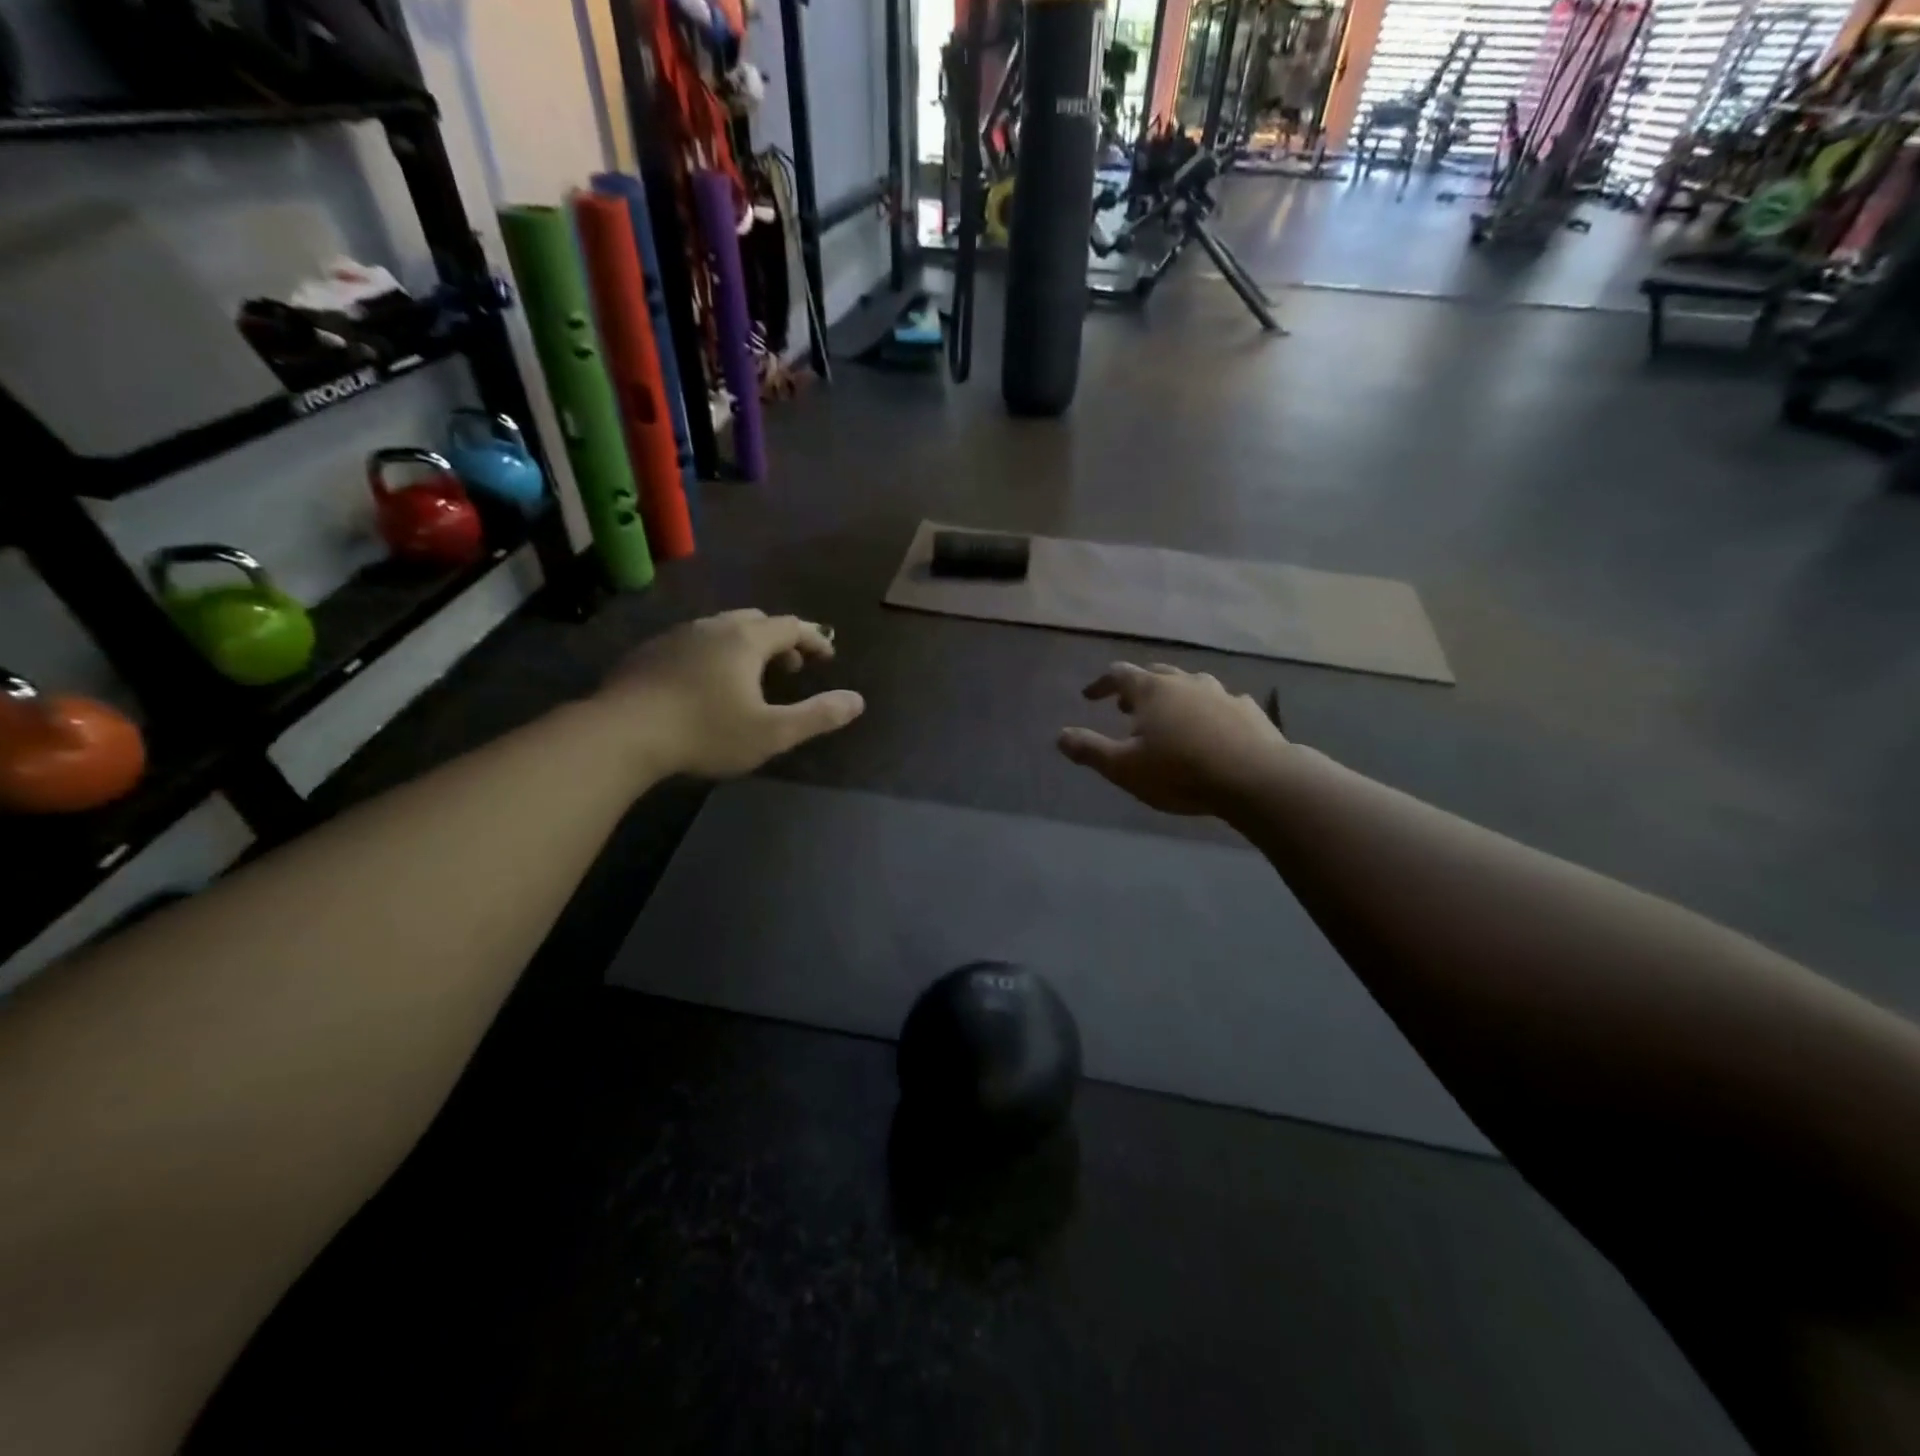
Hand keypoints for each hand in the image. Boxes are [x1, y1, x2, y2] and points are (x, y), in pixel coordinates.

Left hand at [602, 610, 864, 778]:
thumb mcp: (772, 732)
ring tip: (750, 676)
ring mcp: (677, 636)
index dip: (814, 639)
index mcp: (746, 639)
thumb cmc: (706, 732)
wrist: (622, 733)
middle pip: (756, 620)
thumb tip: (858, 701)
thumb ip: (818, 716)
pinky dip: (713, 654)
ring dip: (745, 646)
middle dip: (780, 640)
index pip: (791, 626)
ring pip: (721, 630)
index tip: (828, 656)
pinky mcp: (649, 652)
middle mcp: (713, 627)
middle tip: (791, 666)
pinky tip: (704, 683)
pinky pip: (693, 643)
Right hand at [1059, 662, 1287, 816]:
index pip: (1118, 675)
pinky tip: (1213, 728)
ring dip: (1174, 696)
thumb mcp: (1124, 768)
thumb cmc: (1180, 772)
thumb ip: (1090, 750)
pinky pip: (1222, 703)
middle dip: (1137, 688)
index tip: (1089, 696)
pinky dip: (1208, 710)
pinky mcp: (1249, 711)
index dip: (1101, 684)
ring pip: (1191, 685)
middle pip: (1156, 673)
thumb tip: (1059, 736)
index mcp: (1152, 691)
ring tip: (1169, 716)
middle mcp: (1186, 682)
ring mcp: (1221, 693)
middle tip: (1126, 707)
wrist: (1256, 779)